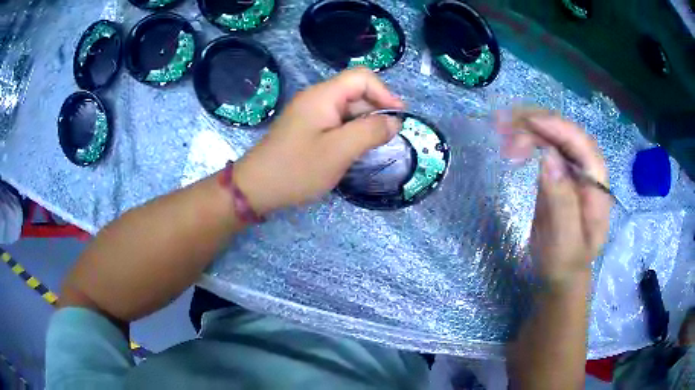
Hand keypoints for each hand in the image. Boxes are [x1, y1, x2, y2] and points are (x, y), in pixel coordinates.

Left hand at [234, 68, 403, 214]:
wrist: (256, 188)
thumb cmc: (297, 169)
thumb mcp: (339, 151)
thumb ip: (370, 132)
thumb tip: (394, 121)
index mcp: (323, 95)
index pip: (362, 77)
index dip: (384, 93)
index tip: (398, 117)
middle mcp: (316, 98)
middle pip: (355, 92)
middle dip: (375, 110)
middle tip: (386, 138)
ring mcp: (310, 113)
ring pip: (346, 109)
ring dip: (363, 124)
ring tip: (371, 147)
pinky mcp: (306, 128)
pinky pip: (335, 122)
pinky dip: (349, 132)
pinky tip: (353, 150)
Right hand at [498, 111, 611, 285]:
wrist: (559, 276)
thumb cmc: (565, 265)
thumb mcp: (565, 243)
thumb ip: (562, 202)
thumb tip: (548, 156)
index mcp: (598, 187)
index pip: (583, 146)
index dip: (558, 129)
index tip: (528, 123)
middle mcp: (587, 172)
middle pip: (566, 134)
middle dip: (537, 124)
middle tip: (504, 125)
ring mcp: (572, 170)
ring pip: (553, 136)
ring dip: (527, 127)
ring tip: (500, 127)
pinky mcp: (556, 174)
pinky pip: (542, 146)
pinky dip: (525, 138)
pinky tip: (508, 138)